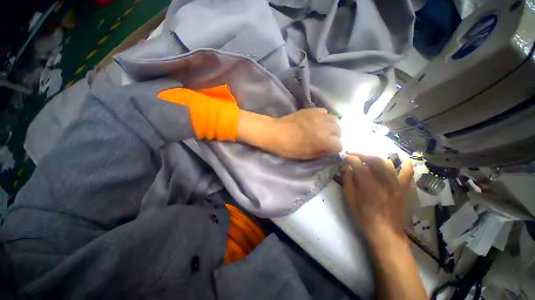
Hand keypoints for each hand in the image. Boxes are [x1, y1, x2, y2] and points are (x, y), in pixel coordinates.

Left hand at [237, 108, 341, 159]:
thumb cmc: (289, 148)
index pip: (339, 145)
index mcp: (323, 140)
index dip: (334, 149)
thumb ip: (322, 152)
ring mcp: (318, 116)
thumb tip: (331, 149)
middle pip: (339, 131)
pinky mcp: (312, 110)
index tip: (329, 150)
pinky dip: (324, 117)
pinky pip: (324, 112)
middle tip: (326, 140)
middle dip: (335, 137)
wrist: (276, 133)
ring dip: (331, 126)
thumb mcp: (307, 155)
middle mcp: (325, 126)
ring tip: (323, 130)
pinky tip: (317, 122)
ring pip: (334, 120)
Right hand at [341, 153, 412, 239]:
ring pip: (388, 164)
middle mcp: (385, 182)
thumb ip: (347, 180)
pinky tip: (401, 158)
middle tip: (353, 154)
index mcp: (369, 186)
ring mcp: (397, 185)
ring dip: (375, 158)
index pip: (359, 165)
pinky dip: (406, 164)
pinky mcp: (404, 189)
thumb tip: (344, 165)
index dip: (350, 158)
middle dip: (361, 154)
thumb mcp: (349, 199)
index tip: (344, 156)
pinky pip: (408, 173)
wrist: (385, 233)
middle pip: (374, 160)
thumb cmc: (363, 217)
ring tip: (366, 159)